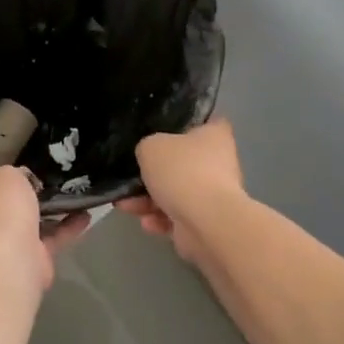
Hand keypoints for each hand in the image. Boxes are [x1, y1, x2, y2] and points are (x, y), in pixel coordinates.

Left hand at [0, 166, 90, 289]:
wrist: (11, 259)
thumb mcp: (5, 175)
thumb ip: (14, 174)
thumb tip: (24, 180)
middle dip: (9, 194)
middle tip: (31, 172)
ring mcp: (5, 246)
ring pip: (27, 222)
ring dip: (47, 210)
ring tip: (68, 188)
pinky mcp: (32, 261)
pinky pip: (53, 238)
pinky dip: (68, 226)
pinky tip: (87, 212)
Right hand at [118, 121, 245, 278]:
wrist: (206, 221)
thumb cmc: (182, 172)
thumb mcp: (151, 147)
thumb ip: (147, 147)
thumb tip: (150, 156)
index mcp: (214, 135)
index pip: (202, 121)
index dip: (182, 124)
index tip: (159, 130)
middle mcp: (218, 162)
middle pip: (181, 161)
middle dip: (154, 173)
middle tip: (131, 176)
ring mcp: (213, 193)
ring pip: (175, 192)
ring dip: (148, 200)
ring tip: (125, 205)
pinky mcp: (206, 220)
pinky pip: (178, 215)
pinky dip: (161, 219)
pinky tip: (146, 222)